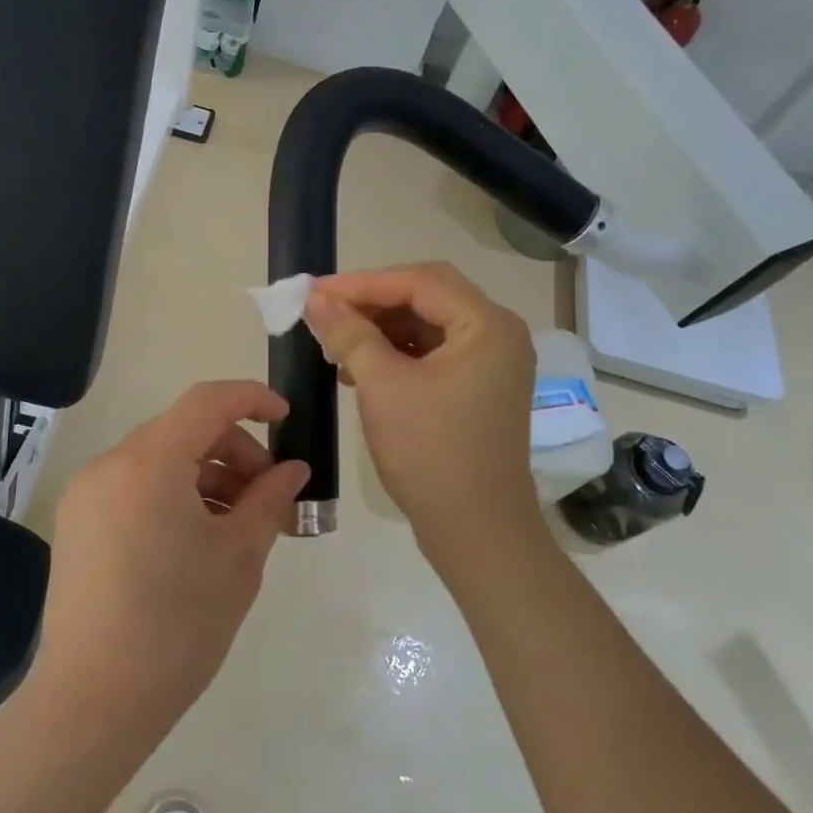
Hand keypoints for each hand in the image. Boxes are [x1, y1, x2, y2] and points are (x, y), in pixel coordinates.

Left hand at [32, 381, 309, 749]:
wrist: (92, 704)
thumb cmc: (177, 627)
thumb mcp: (238, 559)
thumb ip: (269, 501)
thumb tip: (292, 471)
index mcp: (148, 464)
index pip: (207, 401)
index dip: (252, 399)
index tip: (286, 419)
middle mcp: (110, 465)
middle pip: (184, 430)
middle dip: (234, 452)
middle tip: (268, 497)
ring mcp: (87, 494)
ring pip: (160, 459)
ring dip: (206, 476)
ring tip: (237, 525)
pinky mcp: (78, 523)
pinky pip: (135, 486)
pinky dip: (173, 494)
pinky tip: (197, 539)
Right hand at [303, 263, 542, 566]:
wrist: (476, 531)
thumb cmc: (431, 453)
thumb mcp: (383, 387)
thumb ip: (349, 334)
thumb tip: (316, 299)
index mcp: (487, 325)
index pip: (419, 281)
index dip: (362, 283)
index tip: (314, 292)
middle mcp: (498, 334)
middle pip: (426, 296)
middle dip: (372, 303)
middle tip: (324, 312)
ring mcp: (492, 362)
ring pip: (427, 324)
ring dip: (381, 329)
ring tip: (336, 342)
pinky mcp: (479, 387)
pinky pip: (434, 352)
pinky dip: (396, 353)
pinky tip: (360, 368)